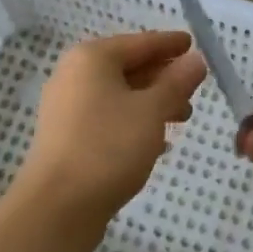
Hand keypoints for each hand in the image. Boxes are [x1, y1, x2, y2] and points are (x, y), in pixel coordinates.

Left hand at [18, 31, 206, 228]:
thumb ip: (176, 82)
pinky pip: (108, 117)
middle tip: (194, 88)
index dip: (170, 44)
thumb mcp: (152, 111)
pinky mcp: (66, 137)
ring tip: (183, 117)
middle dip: (163, 77)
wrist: (56, 209)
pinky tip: (157, 142)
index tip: (193, 44)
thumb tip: (195, 60)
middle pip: (128, 67)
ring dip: (152, 102)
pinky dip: (133, 121)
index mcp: (92, 58)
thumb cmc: (108, 147)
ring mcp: (67, 107)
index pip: (141, 42)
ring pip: (119, 94)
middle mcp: (75, 75)